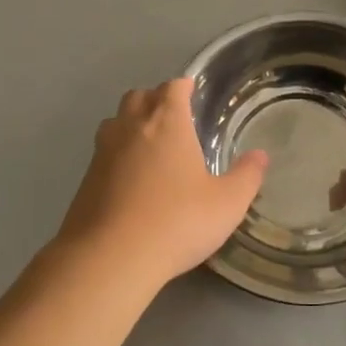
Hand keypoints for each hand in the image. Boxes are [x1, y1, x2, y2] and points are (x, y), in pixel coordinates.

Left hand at [56, 78, 267, 289]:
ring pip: (116, 122)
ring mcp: (102, 151)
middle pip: (140, 96)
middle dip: (156, 100)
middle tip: (175, 120)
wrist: (109, 258)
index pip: (173, 87)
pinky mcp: (85, 179)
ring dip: (132, 124)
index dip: (184, 86)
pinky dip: (118, 155)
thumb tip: (260, 156)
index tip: (193, 92)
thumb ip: (246, 176)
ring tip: (152, 146)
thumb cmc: (176, 222)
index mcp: (166, 122)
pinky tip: (132, 181)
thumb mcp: (227, 203)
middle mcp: (130, 127)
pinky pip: (104, 153)